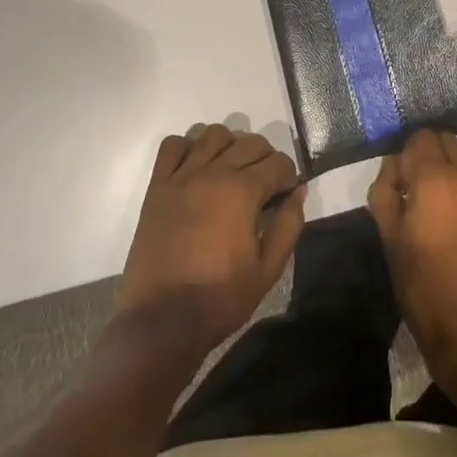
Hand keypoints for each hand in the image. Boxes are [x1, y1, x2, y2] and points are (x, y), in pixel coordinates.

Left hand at [115, 123, 306, 360]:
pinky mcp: (156, 187)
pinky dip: (187, 147)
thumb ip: (288, 225)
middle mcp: (212, 172)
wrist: (161, 322)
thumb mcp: (267, 270)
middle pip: (249, 142)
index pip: (278, 162)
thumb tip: (299, 192)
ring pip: (212, 134)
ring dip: (229, 145)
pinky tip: (196, 168)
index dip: (289, 176)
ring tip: (232, 170)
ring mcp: (181, 177)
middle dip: (266, 157)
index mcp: (242, 191)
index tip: (287, 194)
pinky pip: (172, 146)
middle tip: (266, 184)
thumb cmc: (219, 299)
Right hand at [368, 129, 456, 382]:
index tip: (405, 183)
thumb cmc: (422, 287)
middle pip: (449, 143)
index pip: (420, 137)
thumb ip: (385, 189)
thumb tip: (395, 165)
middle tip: (426, 196)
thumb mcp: (388, 238)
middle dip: (434, 161)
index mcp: (434, 178)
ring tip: (453, 223)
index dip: (409, 157)